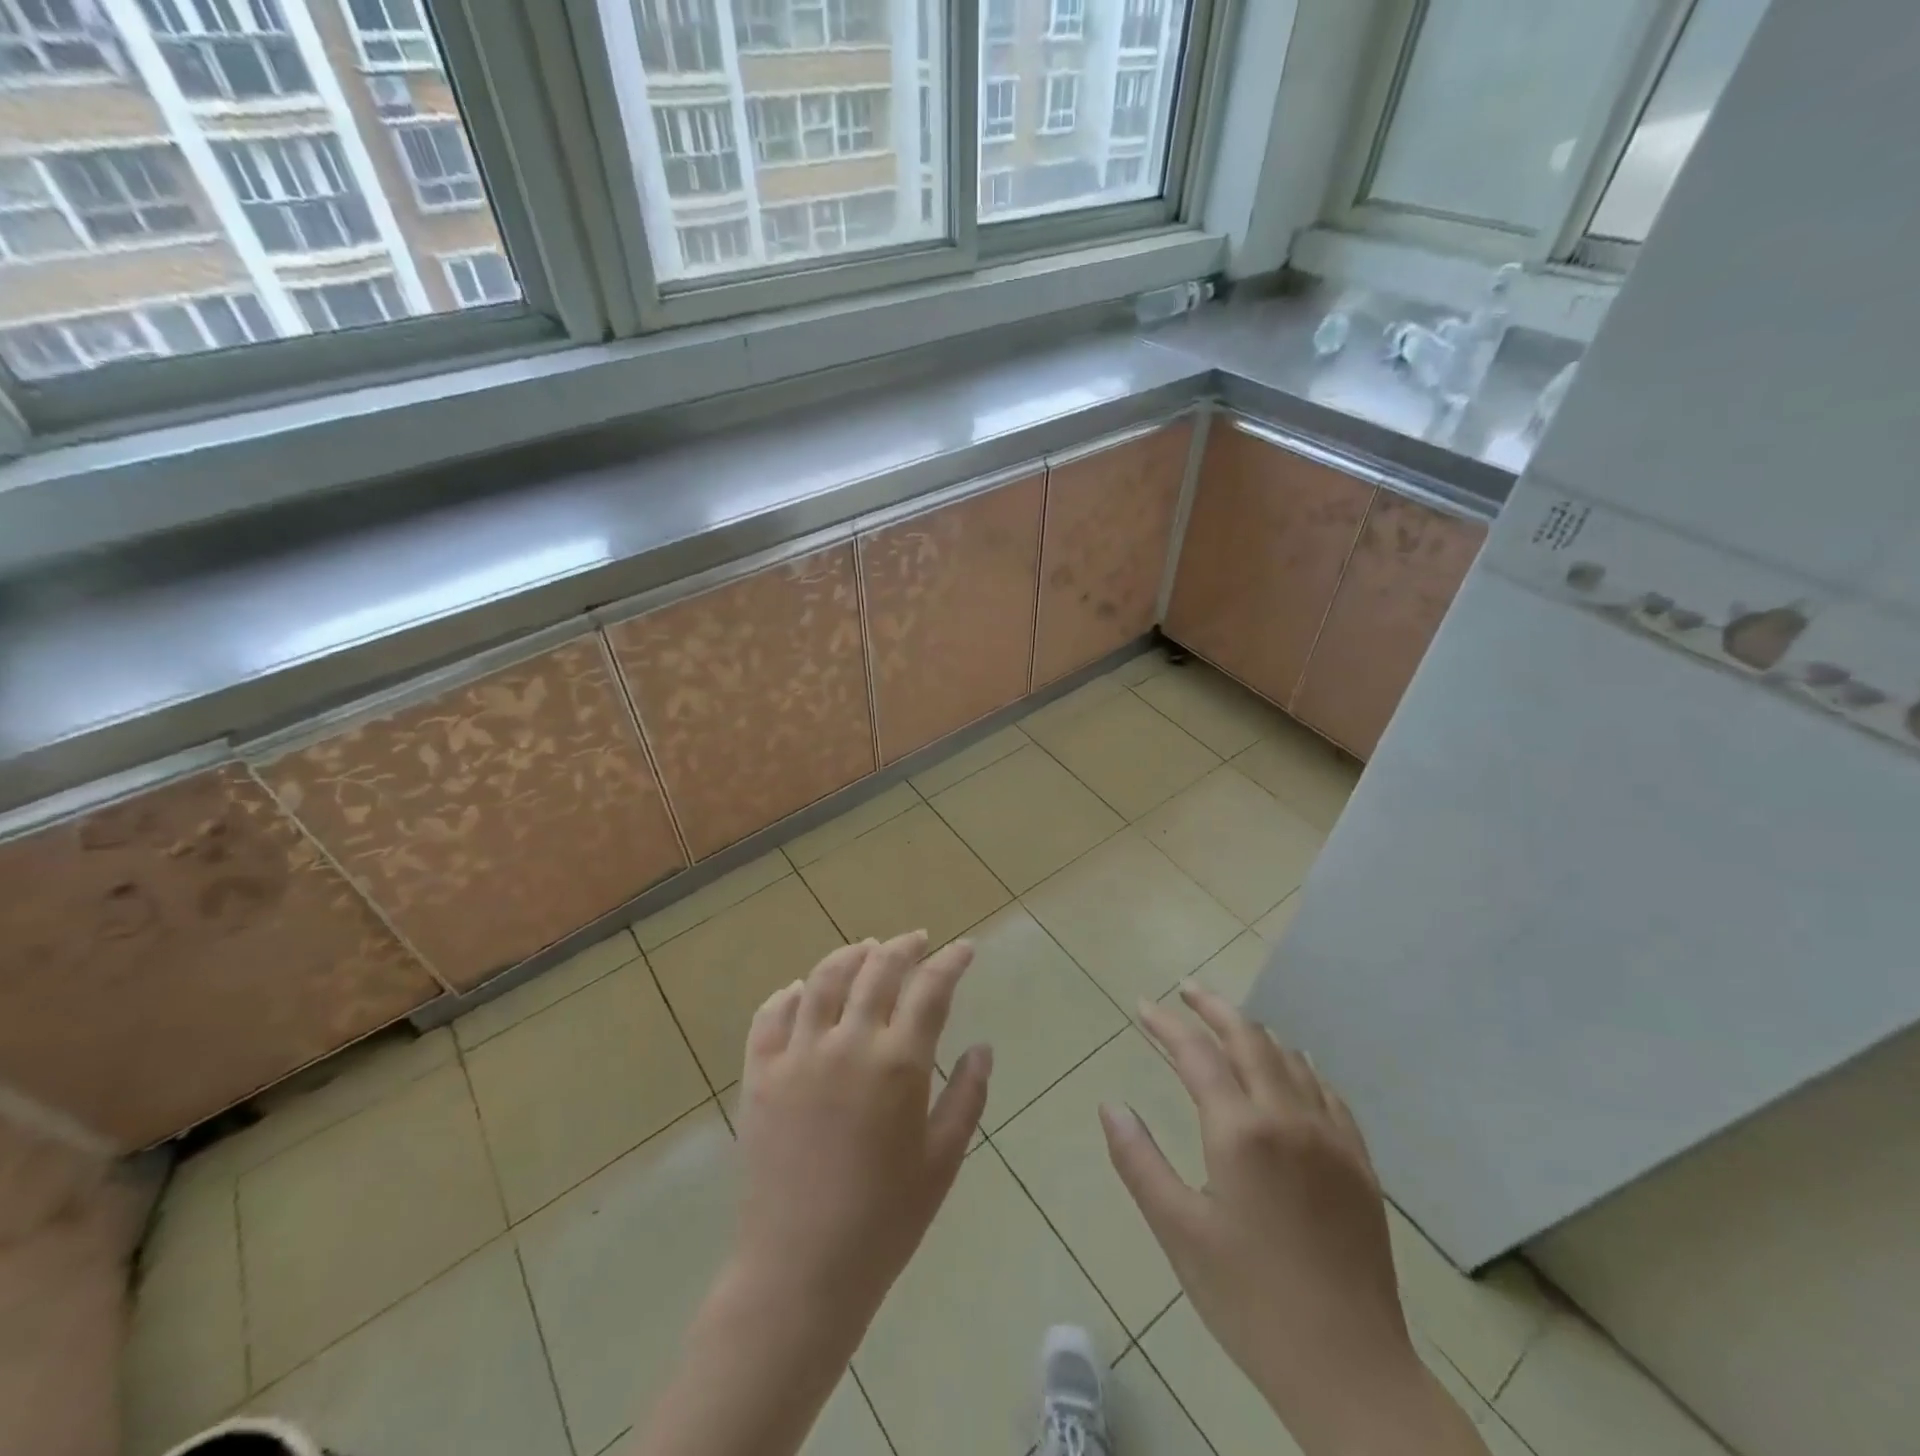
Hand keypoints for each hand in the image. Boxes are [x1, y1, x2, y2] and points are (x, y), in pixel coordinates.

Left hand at [634, 932, 990, 1455]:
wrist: (801, 1271)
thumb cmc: (885, 1220)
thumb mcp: (942, 1160)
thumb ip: (968, 1096)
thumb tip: (982, 1048)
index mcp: (898, 1063)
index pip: (930, 988)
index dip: (951, 961)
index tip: (964, 949)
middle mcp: (847, 1044)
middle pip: (877, 970)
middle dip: (903, 947)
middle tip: (916, 941)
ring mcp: (797, 1055)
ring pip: (824, 980)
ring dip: (850, 956)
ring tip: (866, 950)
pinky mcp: (759, 1074)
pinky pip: (771, 1015)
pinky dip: (791, 993)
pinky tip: (803, 991)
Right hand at [1103, 985, 1484, 1455]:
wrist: (1351, 1370)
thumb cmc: (1249, 1300)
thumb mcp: (1178, 1231)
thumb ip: (1139, 1161)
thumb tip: (1111, 1105)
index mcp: (1240, 1131)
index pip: (1196, 1053)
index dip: (1166, 1023)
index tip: (1142, 1004)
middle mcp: (1288, 1117)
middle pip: (1249, 1038)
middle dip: (1213, 1007)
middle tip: (1186, 990)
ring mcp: (1331, 1137)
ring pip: (1290, 1058)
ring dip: (1254, 1032)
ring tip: (1228, 1024)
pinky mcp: (1359, 1162)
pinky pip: (1327, 1090)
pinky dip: (1298, 1065)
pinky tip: (1291, 1068)